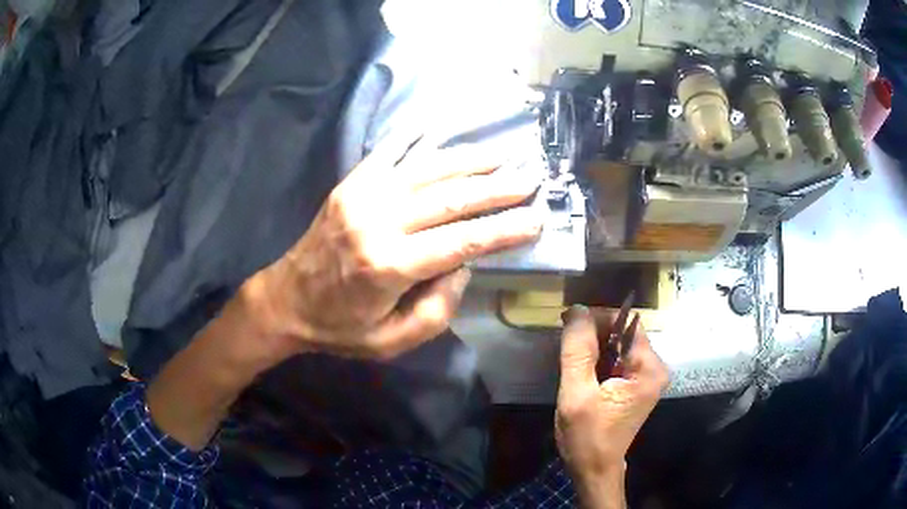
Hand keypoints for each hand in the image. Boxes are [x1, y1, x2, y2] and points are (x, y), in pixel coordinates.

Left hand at [241, 132, 543, 360]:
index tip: (537, 218)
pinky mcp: (350, 184)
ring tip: (503, 155)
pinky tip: (442, 124)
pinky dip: (418, 136)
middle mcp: (377, 221)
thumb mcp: (392, 342)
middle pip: (450, 197)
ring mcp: (361, 195)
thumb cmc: (339, 328)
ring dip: (469, 159)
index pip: (462, 241)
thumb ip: (437, 309)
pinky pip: (390, 152)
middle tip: (531, 179)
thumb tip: (464, 265)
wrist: (285, 300)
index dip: (504, 229)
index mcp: (389, 266)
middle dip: (496, 187)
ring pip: (427, 168)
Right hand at [556, 305, 668, 506]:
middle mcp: (654, 368)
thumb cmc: (587, 437)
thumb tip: (577, 310)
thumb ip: (578, 351)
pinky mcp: (635, 385)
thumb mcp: (577, 394)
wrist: (595, 470)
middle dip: (594, 333)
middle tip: (565, 340)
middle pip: (623, 333)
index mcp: (648, 369)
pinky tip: (581, 367)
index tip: (568, 322)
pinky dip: (598, 359)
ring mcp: (645, 377)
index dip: (597, 318)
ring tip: (570, 354)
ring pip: (618, 345)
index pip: (625, 323)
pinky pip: (616, 359)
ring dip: (594, 346)